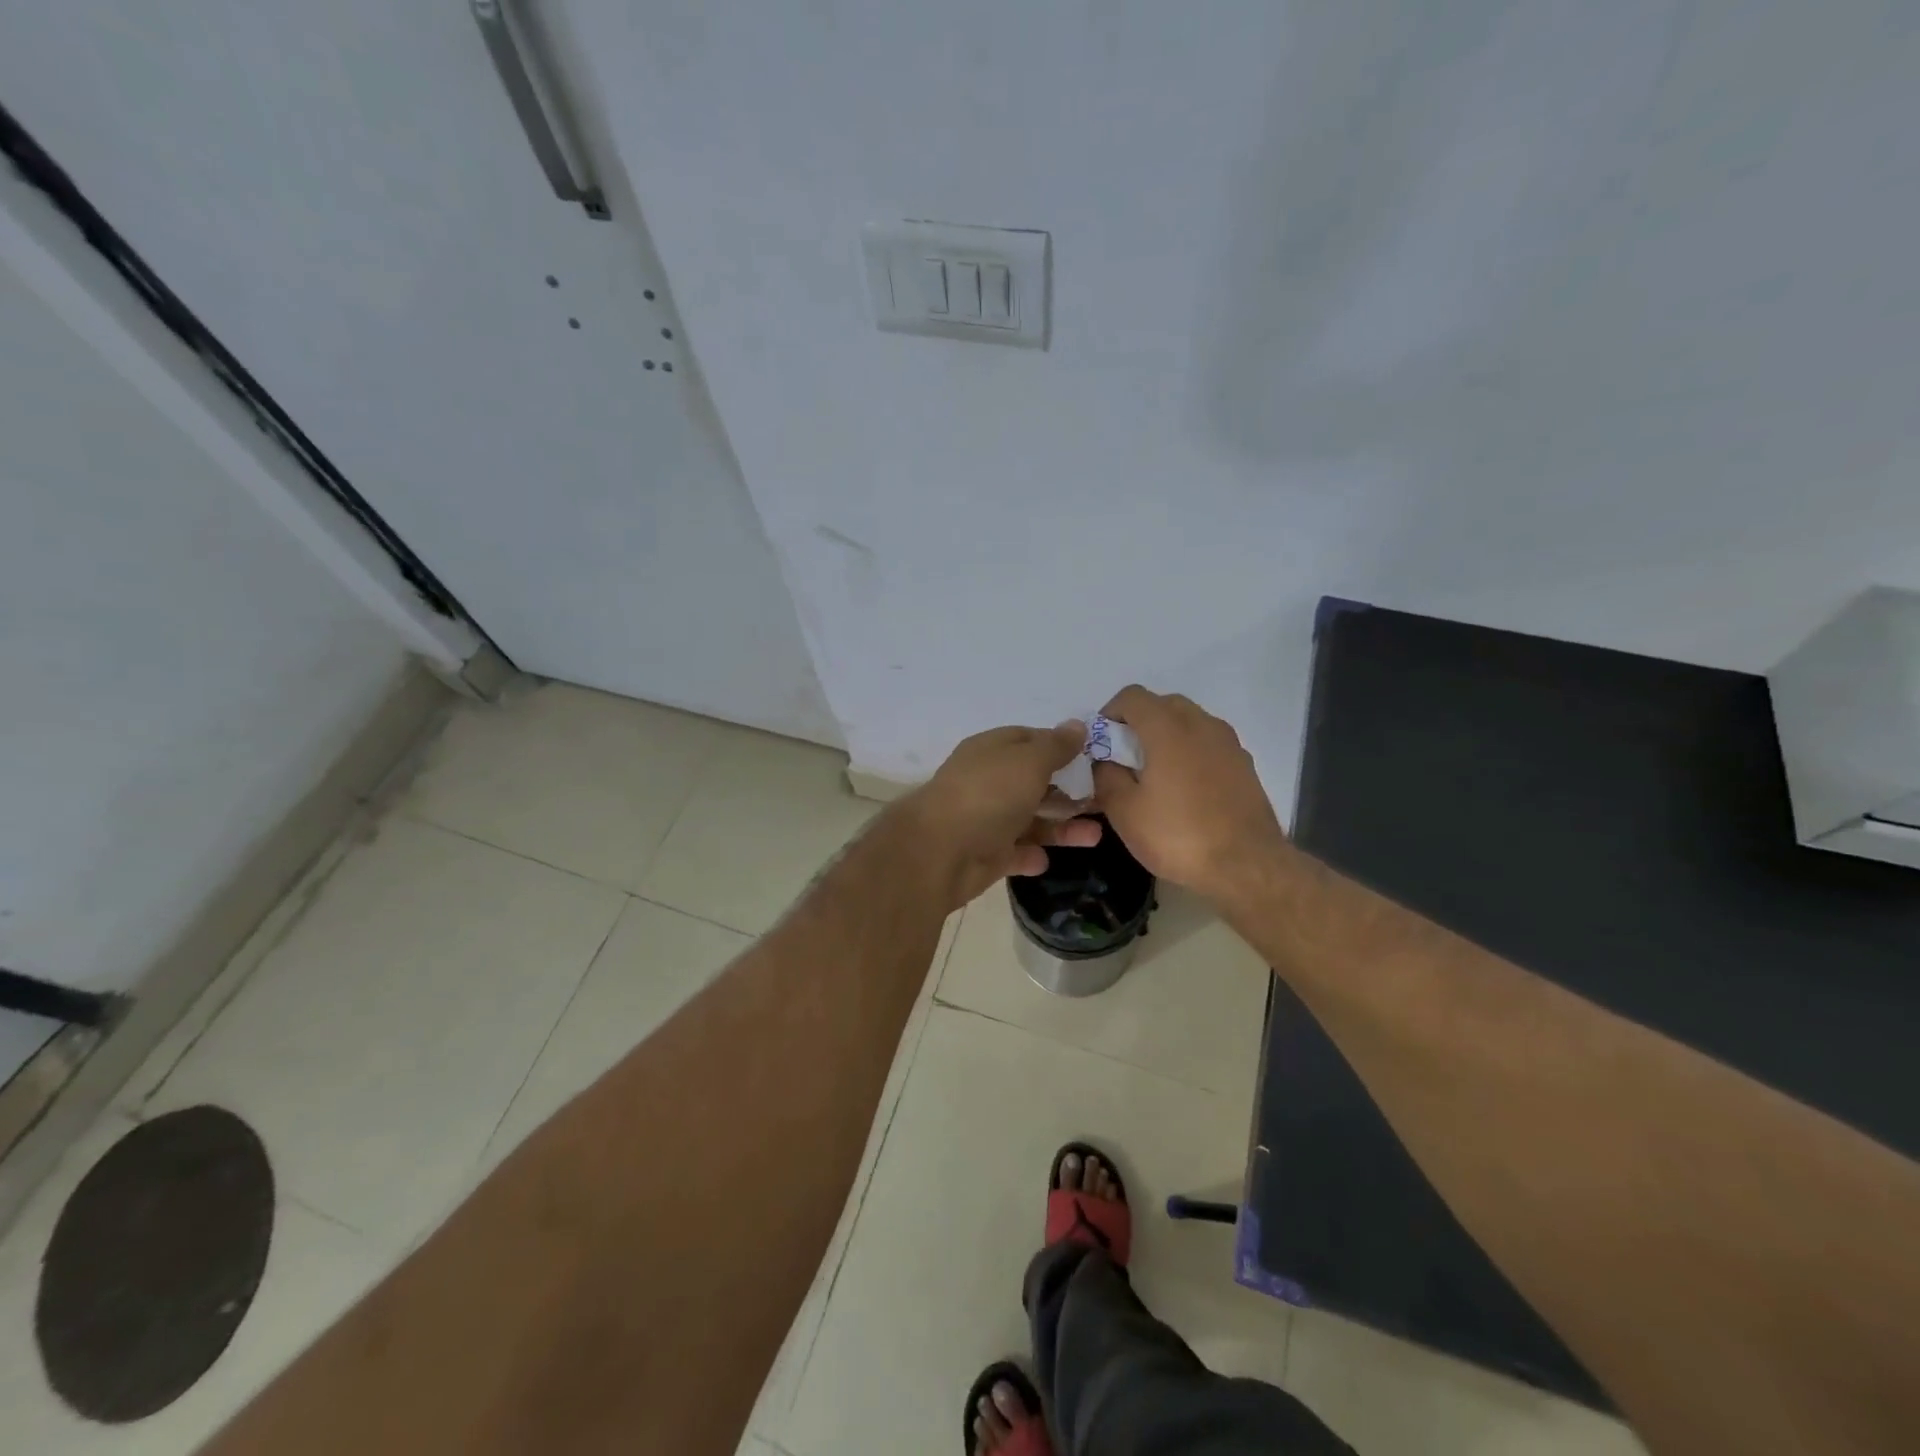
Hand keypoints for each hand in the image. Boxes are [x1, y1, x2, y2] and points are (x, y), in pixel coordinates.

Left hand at [900, 723, 1104, 909]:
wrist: (940, 852)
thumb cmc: (989, 795)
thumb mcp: (1029, 761)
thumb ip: (1055, 746)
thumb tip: (1077, 725)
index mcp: (992, 751)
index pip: (1030, 740)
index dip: (1061, 747)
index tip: (1094, 758)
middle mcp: (988, 782)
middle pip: (1034, 783)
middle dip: (1069, 792)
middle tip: (1104, 801)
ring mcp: (985, 819)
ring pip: (1030, 820)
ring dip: (1061, 828)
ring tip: (1095, 837)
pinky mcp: (985, 854)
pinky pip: (1014, 852)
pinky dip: (1030, 855)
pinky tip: (1045, 860)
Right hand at [1092, 686, 1290, 899]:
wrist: (1247, 865)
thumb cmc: (1178, 835)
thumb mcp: (1124, 810)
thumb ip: (1106, 775)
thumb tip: (1105, 760)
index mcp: (1168, 728)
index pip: (1132, 696)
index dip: (1110, 713)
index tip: (1102, 743)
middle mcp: (1201, 724)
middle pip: (1163, 704)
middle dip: (1139, 723)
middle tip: (1125, 758)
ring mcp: (1228, 742)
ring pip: (1189, 722)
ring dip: (1166, 736)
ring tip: (1154, 774)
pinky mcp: (1244, 764)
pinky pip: (1208, 744)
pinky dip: (1190, 752)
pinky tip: (1184, 789)